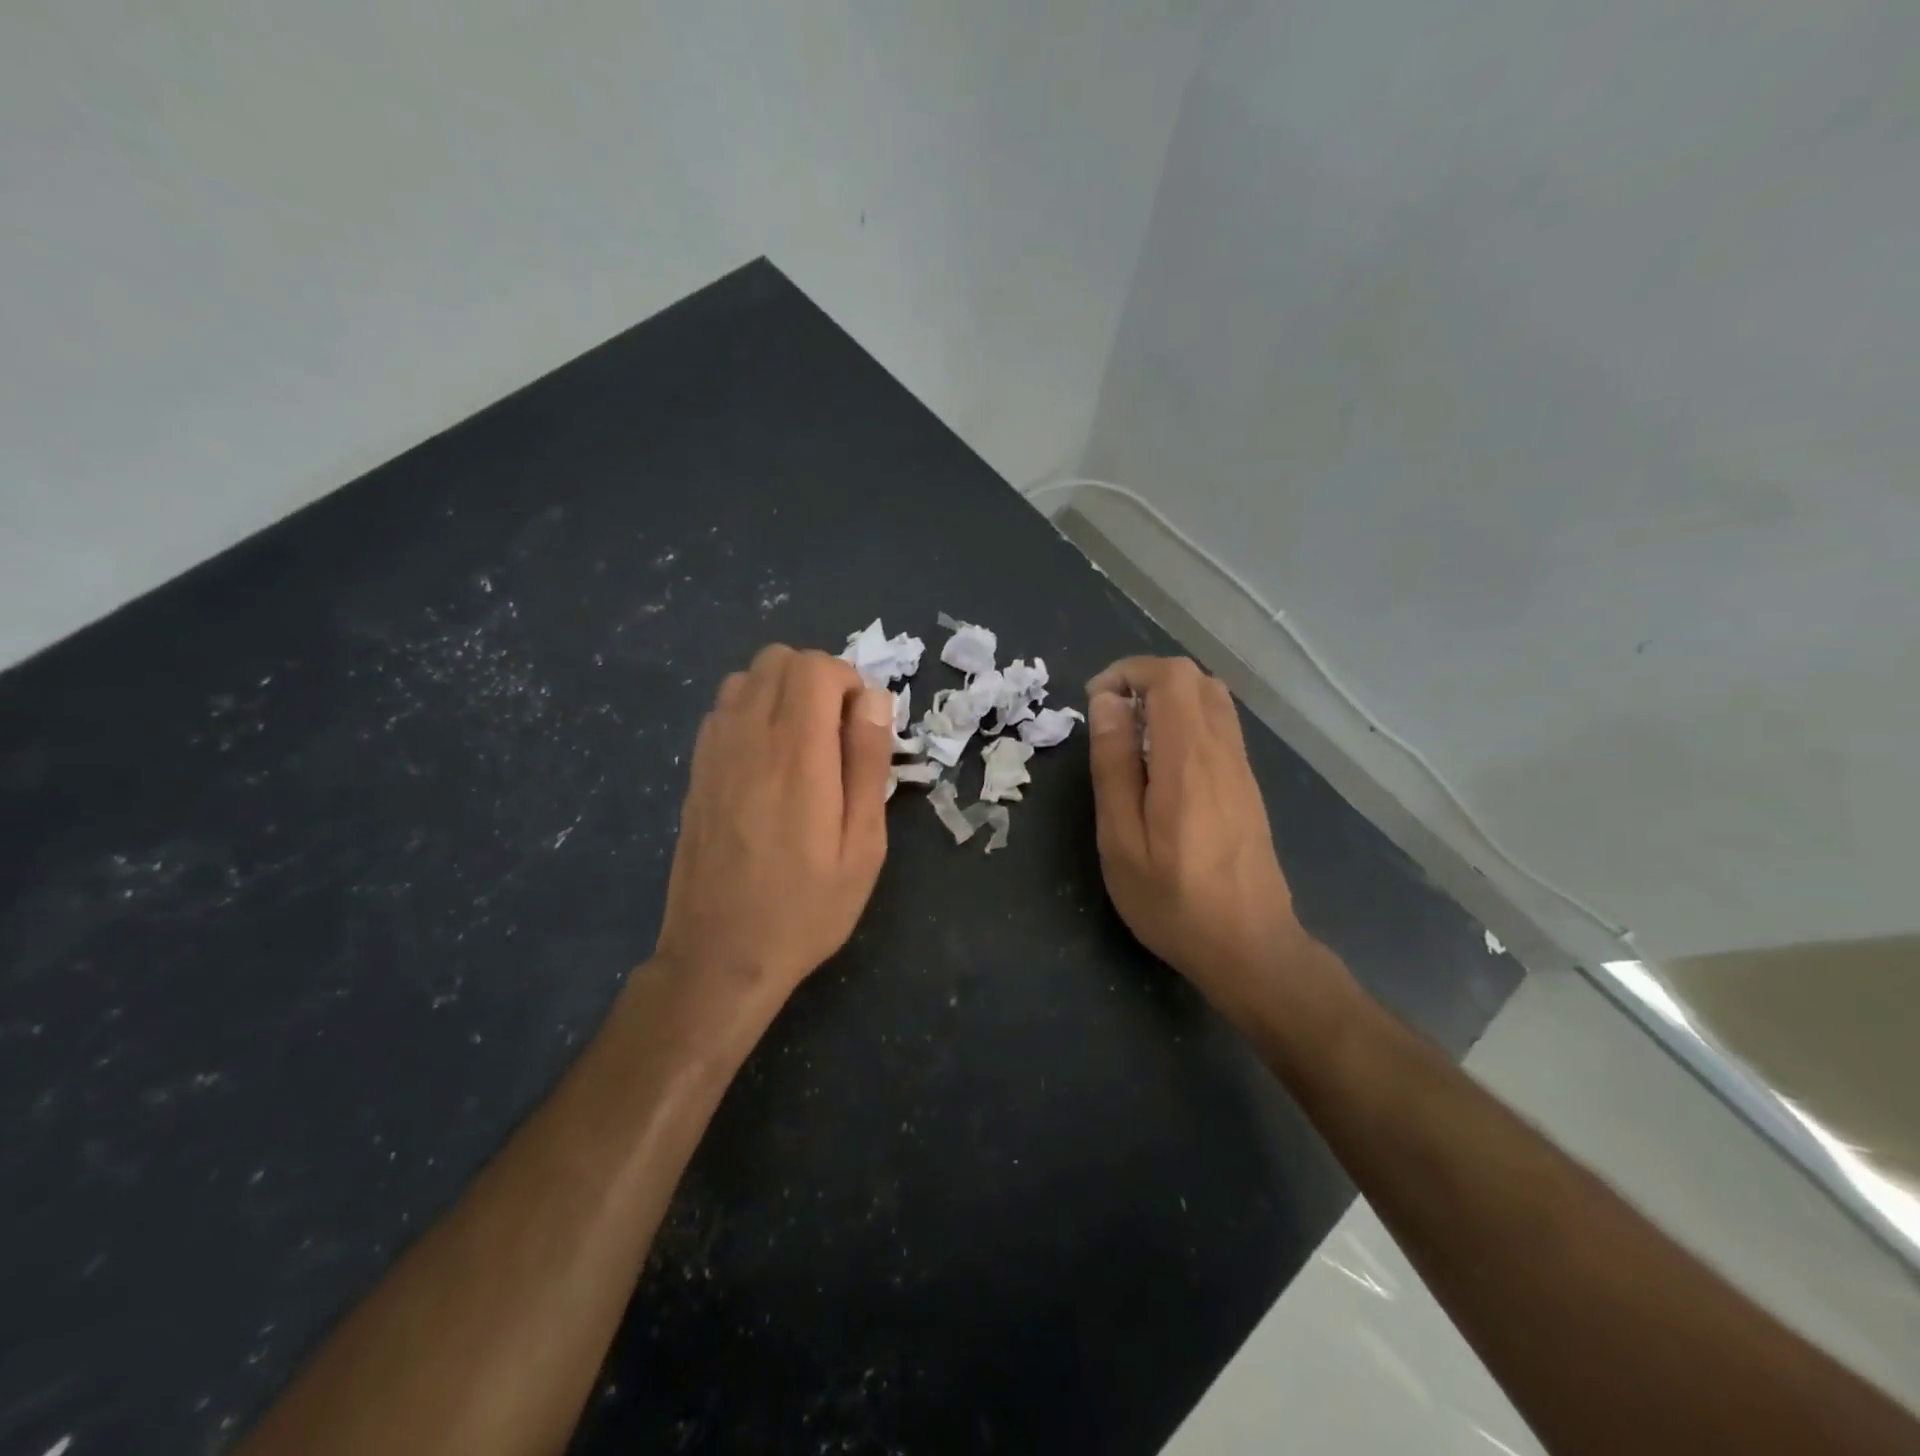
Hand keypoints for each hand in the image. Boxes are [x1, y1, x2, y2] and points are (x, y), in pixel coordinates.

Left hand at [654, 645, 895, 1008]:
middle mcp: (748, 737)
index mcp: (796, 753)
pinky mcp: (695, 770)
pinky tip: (768, 761)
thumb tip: (874, 699)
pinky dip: (752, 711)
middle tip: (838, 733)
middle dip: (818, 679)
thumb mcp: (862, 845)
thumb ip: (867, 763)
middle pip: (778, 659)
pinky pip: (722, 709)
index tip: (862, 728)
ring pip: (746, 677)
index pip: (816, 668)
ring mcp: (713, 751)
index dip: (849, 682)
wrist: (720, 954)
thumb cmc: (806, 907)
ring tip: (804, 744)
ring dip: (782, 692)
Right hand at [1086, 657, 1315, 1021]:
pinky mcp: (1248, 786)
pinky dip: (1186, 722)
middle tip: (1111, 719)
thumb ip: (1114, 766)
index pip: (1171, 676)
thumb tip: (1108, 703)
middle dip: (1146, 680)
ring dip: (1167, 700)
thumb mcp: (1122, 840)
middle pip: (1195, 678)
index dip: (1129, 671)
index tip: (1096, 702)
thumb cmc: (1173, 901)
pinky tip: (1162, 767)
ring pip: (1212, 700)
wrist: (1250, 948)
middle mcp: (1223, 751)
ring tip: (1132, 740)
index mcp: (1189, 759)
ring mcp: (1242, 768)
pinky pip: (1220, 727)